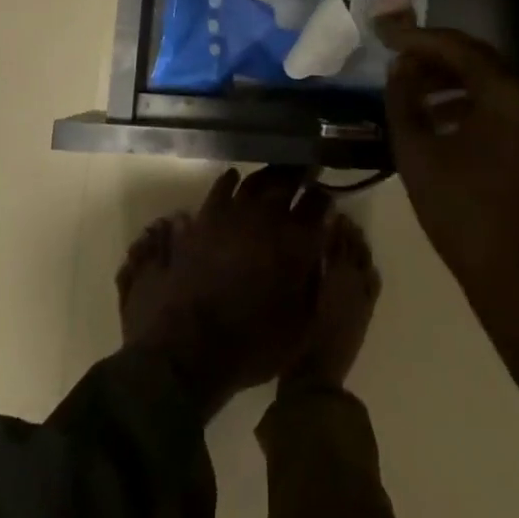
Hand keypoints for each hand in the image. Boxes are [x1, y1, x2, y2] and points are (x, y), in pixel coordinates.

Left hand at [127, 167, 331, 412]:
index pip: (318, 203)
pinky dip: (232, 180)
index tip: (325, 197)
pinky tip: (236, 179)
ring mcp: (234, 211)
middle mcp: (268, 216)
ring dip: (269, 175)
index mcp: (298, 241)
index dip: (324, 197)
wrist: (194, 345)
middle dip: (299, 174)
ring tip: (275, 177)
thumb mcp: (303, 324)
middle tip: (304, 172)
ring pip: (257, 178)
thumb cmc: (255, 343)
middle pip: (288, 180)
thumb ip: (317, 280)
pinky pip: (223, 185)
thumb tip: (322, 248)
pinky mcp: (207, 215)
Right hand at [380, 21, 518, 298]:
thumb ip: (403, 100)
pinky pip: (503, 106)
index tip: (384, 35)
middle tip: (396, 54)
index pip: (456, 47)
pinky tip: (440, 117)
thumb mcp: (417, 154)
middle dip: (433, 55)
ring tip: (411, 87)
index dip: (416, 38)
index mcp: (506, 95)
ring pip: (490, 82)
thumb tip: (400, 68)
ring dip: (450, 79)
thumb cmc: (464, 216)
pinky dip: (470, 102)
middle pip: (477, 59)